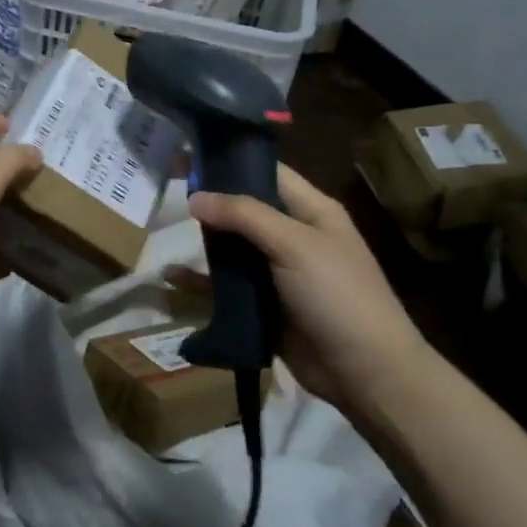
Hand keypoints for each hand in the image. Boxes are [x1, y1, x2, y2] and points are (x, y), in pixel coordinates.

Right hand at [189, 165, 431, 414]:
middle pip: (244, 210)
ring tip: (160, 231)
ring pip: (232, 248)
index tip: (189, 155)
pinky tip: (173, 278)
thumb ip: (244, 215)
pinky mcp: (263, 305)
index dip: (231, 161)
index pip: (267, 172)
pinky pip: (227, 286)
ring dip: (202, 243)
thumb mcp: (294, 244)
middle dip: (209, 203)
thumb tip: (194, 197)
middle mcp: (293, 235)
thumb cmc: (337, 295)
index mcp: (311, 211)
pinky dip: (202, 281)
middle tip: (164, 190)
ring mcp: (277, 272)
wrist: (365, 372)